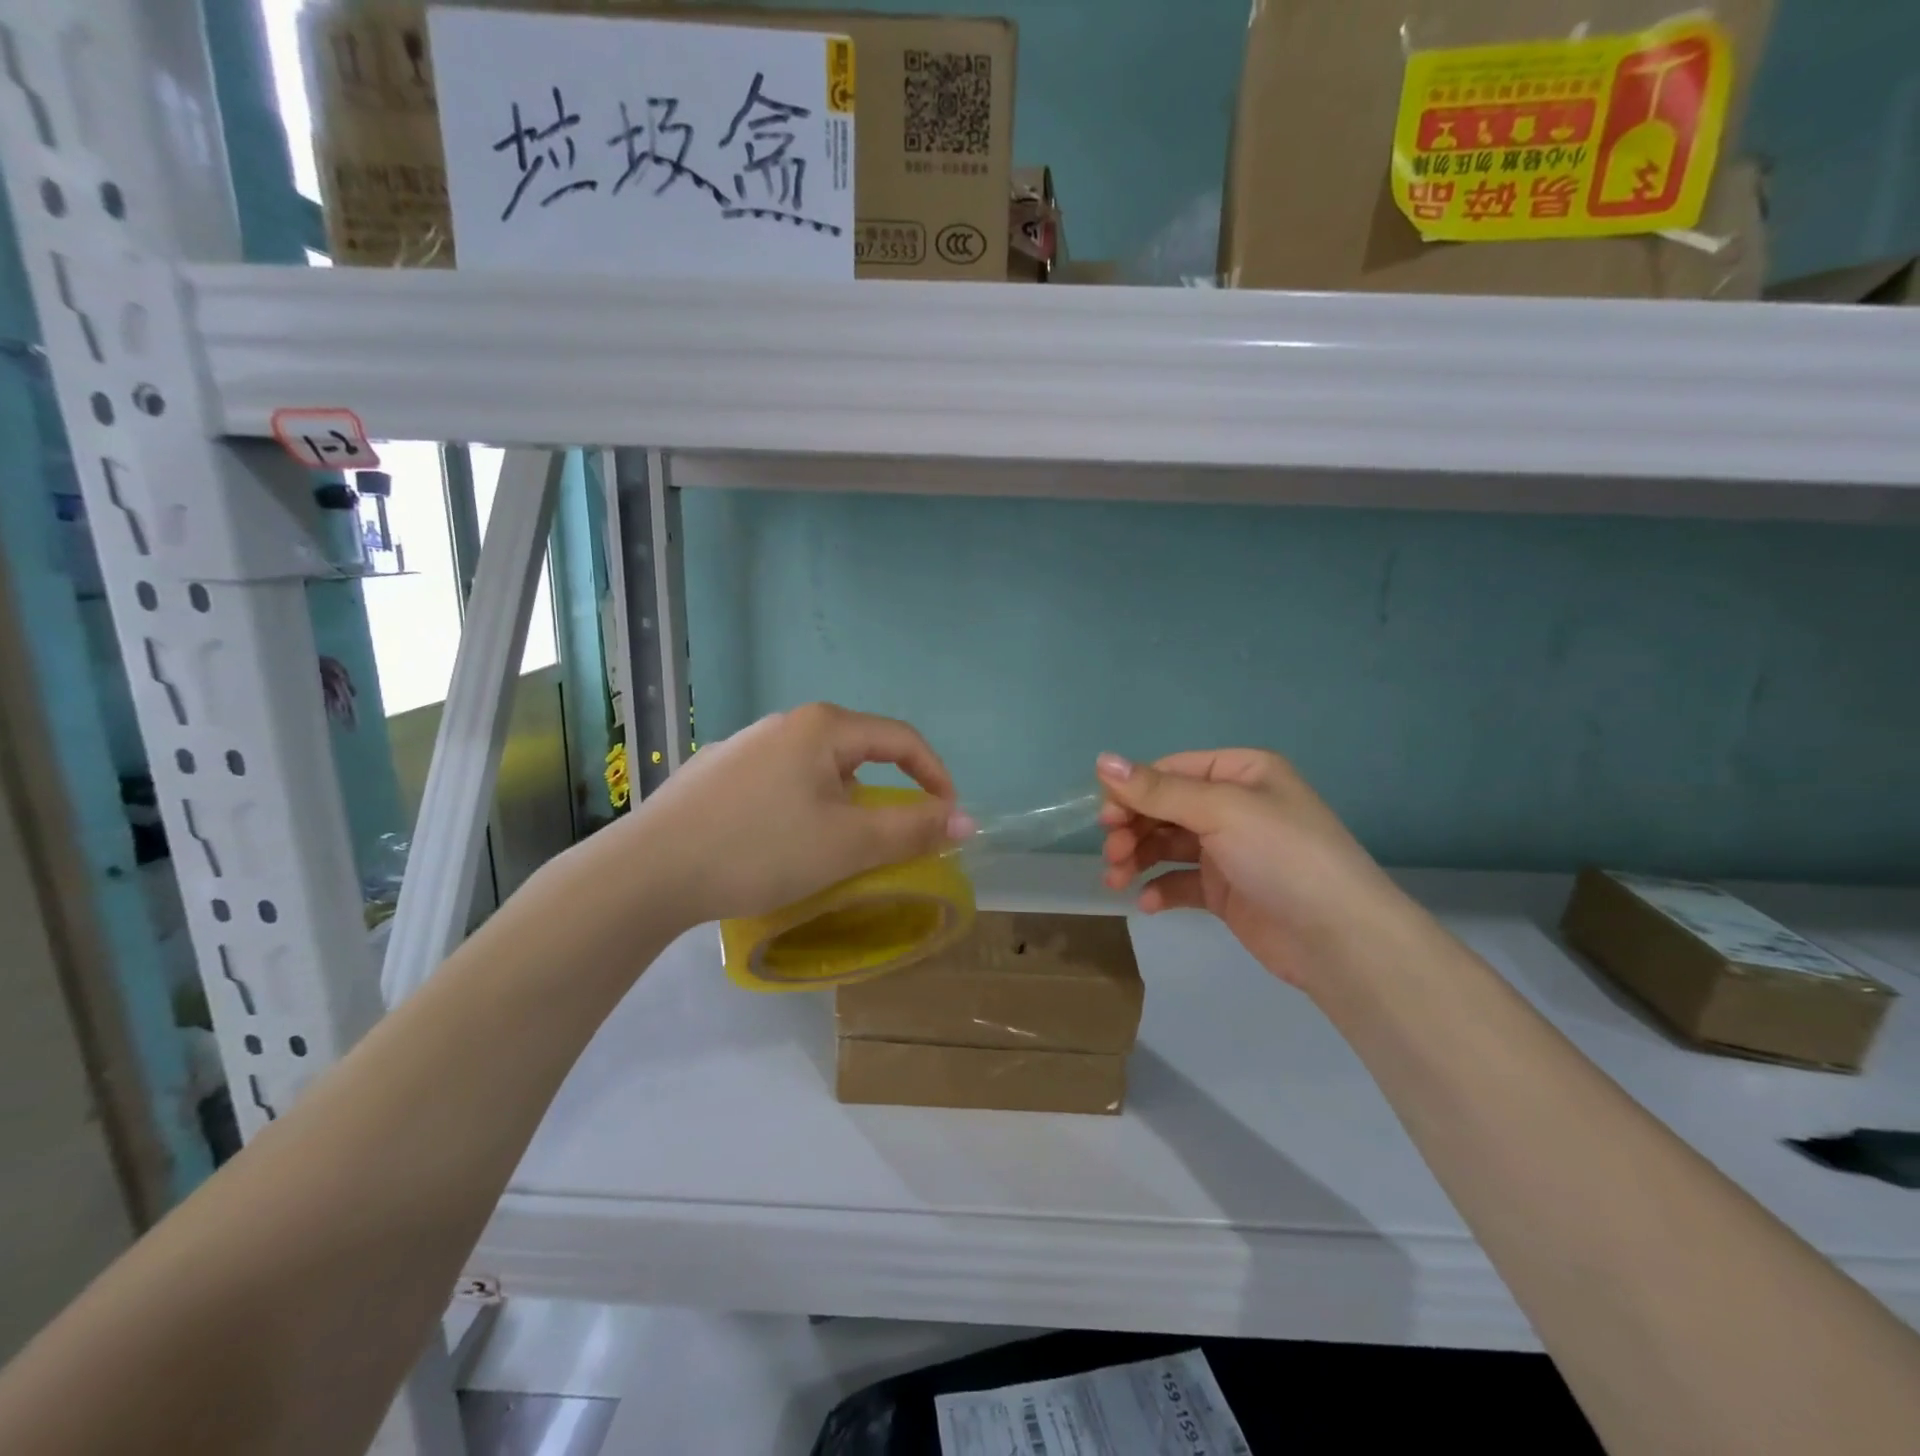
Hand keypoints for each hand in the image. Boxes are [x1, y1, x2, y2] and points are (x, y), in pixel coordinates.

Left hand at [622, 703, 973, 925]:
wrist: (648, 871)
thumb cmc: (761, 849)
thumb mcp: (848, 844)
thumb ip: (913, 830)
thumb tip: (966, 821)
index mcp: (822, 727)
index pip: (901, 739)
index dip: (934, 776)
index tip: (947, 818)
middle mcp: (784, 724)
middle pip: (858, 753)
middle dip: (886, 794)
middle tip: (891, 840)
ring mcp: (745, 747)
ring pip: (817, 771)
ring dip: (843, 805)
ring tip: (835, 848)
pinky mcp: (717, 774)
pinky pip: (781, 784)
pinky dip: (803, 809)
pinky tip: (780, 844)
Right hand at [1096, 748, 1424, 992]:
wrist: (1339, 939)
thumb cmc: (1282, 855)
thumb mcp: (1220, 810)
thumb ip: (1158, 790)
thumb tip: (1102, 760)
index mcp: (1241, 772)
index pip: (1172, 771)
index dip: (1134, 791)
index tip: (1105, 818)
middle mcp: (1234, 806)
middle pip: (1165, 808)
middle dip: (1133, 828)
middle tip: (1112, 853)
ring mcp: (1230, 850)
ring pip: (1167, 845)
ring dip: (1138, 858)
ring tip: (1116, 880)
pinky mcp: (1226, 891)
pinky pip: (1181, 881)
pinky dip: (1160, 889)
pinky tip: (1148, 903)